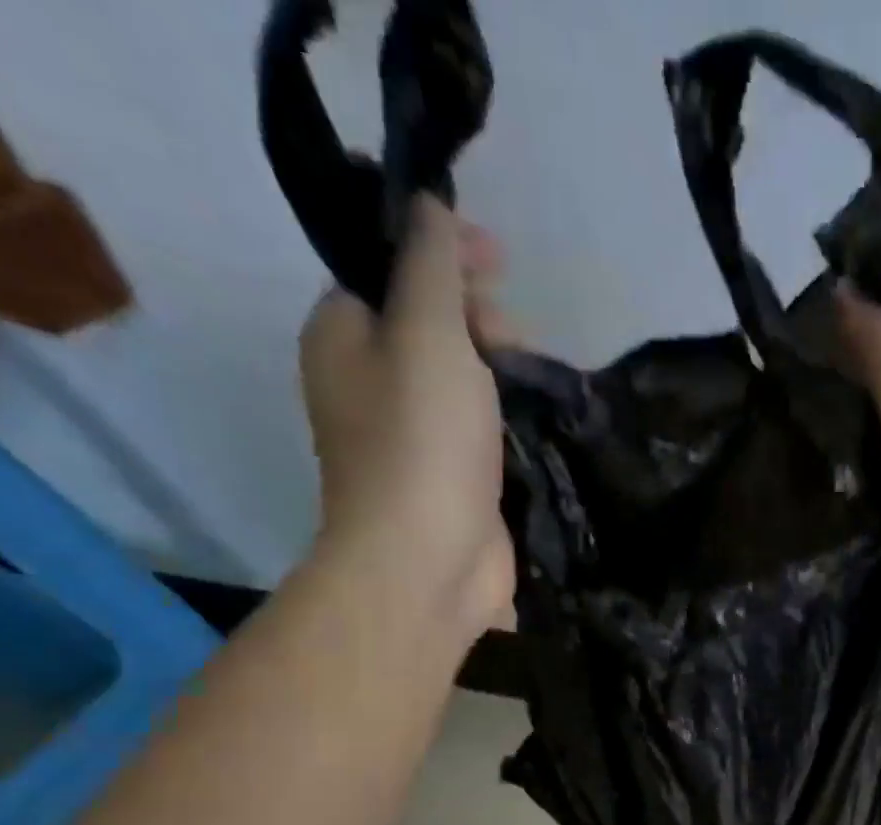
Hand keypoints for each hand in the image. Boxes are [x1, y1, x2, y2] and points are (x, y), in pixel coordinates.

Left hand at [299, 196, 514, 633]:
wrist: (428, 563)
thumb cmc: (422, 443)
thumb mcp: (427, 333)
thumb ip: (429, 264)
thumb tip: (429, 206)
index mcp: (342, 335)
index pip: (387, 269)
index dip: (442, 254)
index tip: (501, 262)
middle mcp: (367, 382)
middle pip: (427, 324)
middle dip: (479, 316)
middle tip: (520, 338)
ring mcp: (409, 438)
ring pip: (457, 380)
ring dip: (499, 369)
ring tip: (538, 378)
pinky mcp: (449, 480)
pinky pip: (478, 428)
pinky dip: (505, 416)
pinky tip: (536, 419)